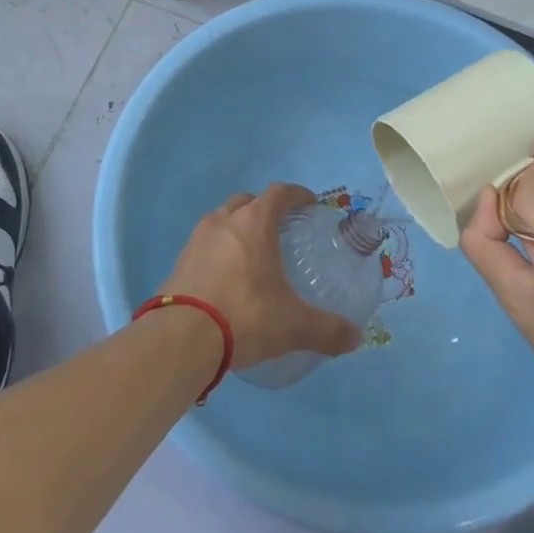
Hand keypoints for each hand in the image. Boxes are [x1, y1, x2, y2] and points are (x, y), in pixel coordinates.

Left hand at [159, 184, 361, 368]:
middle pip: (245, 202)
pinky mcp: (178, 264)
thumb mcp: (293, 326)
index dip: (297, 195)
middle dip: (263, 210)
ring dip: (236, 229)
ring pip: (220, 222)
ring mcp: (196, 241)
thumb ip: (327, 330)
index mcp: (254, 224)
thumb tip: (355, 337)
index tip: (309, 204)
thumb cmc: (245, 316)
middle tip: (279, 230)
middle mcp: (223, 223)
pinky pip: (203, 247)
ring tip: (251, 255)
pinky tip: (225, 279)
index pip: (279, 193)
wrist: (181, 339)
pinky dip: (217, 253)